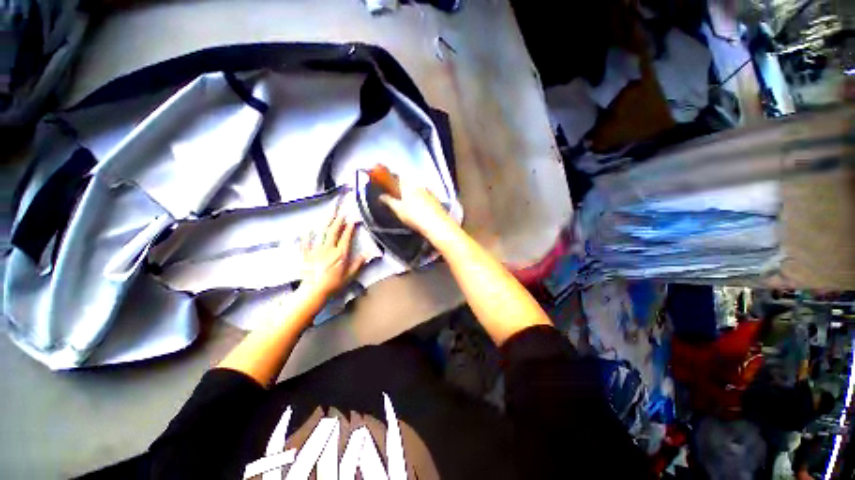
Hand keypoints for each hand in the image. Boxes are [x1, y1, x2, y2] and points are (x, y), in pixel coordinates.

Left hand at [300, 214, 365, 297]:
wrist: (314, 291)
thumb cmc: (334, 284)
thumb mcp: (350, 276)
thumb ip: (358, 263)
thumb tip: (368, 253)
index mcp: (340, 253)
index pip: (346, 237)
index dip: (350, 227)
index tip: (353, 220)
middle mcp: (328, 249)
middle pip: (333, 231)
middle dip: (338, 220)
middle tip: (341, 212)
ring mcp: (316, 250)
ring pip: (321, 233)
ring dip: (326, 222)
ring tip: (329, 214)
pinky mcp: (306, 254)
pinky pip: (306, 242)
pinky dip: (307, 235)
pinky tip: (308, 229)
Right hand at [379, 180, 451, 235]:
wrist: (436, 223)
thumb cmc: (414, 216)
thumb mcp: (398, 210)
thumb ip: (389, 201)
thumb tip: (381, 196)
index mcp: (407, 185)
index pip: (397, 177)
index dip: (391, 179)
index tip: (387, 185)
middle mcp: (418, 184)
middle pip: (408, 182)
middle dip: (402, 187)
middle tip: (397, 196)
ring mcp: (428, 190)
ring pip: (417, 188)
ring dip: (411, 192)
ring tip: (408, 203)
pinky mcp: (435, 198)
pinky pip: (424, 194)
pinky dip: (420, 198)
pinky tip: (419, 207)